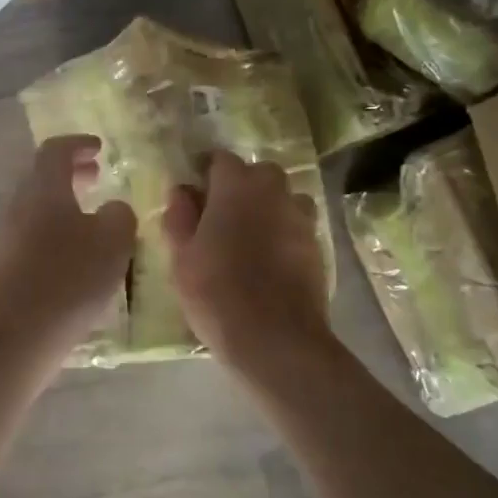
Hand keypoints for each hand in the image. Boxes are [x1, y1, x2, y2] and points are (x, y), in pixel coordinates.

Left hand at [0, 135, 136, 361]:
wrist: (17, 332)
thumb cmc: (69, 275)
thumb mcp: (113, 240)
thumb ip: (120, 216)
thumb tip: (113, 210)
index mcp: (44, 188)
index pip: (55, 150)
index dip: (78, 144)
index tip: (99, 148)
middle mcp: (20, 206)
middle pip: (43, 178)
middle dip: (72, 174)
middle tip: (97, 177)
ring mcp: (9, 238)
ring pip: (39, 209)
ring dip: (65, 206)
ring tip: (94, 220)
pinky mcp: (7, 268)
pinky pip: (35, 237)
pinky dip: (58, 234)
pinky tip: (79, 258)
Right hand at [162, 151, 330, 375]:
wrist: (275, 338)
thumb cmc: (217, 292)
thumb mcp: (181, 256)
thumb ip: (179, 217)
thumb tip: (181, 191)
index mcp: (236, 187)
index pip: (220, 159)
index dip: (205, 172)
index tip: (193, 192)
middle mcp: (273, 192)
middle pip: (258, 173)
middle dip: (240, 185)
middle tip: (219, 214)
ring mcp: (300, 218)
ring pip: (282, 197)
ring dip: (266, 206)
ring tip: (249, 235)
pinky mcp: (317, 246)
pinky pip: (296, 225)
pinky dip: (283, 231)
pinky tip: (269, 258)